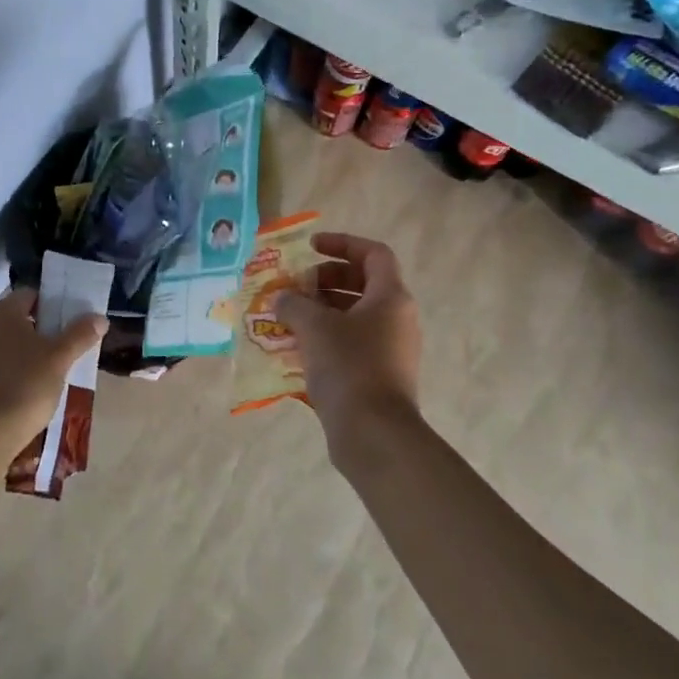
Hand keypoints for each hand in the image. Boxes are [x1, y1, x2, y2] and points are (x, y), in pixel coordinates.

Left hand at [0, 289, 106, 445]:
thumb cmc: (23, 388)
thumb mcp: (59, 360)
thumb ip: (79, 335)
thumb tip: (99, 317)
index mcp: (1, 313)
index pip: (29, 295)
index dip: (51, 305)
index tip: (67, 325)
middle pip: (12, 319)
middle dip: (35, 331)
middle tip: (58, 351)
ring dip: (17, 353)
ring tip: (40, 376)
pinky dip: (1, 373)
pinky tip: (16, 395)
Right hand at [274, 233, 422, 463]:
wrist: (374, 434)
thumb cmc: (348, 367)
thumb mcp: (314, 326)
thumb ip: (294, 303)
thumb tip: (281, 298)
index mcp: (390, 297)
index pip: (373, 253)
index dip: (342, 243)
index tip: (310, 247)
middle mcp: (396, 319)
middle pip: (361, 284)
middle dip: (324, 280)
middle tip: (294, 287)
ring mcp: (389, 349)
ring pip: (353, 316)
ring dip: (319, 311)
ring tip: (286, 317)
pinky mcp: (377, 376)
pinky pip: (349, 344)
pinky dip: (324, 339)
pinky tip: (294, 348)